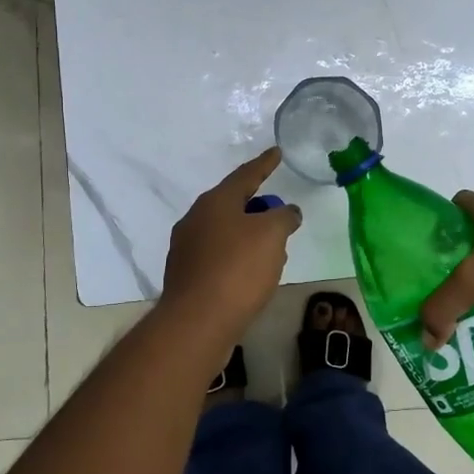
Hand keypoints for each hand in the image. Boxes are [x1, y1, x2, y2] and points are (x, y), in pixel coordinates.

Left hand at [161, 147, 302, 330]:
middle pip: (232, 204)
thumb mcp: (272, 235)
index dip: (265, 164)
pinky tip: (250, 274)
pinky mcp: (185, 275)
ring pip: (224, 232)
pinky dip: (236, 258)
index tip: (276, 152)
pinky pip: (217, 257)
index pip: (245, 175)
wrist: (197, 321)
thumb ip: (284, 217)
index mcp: (215, 202)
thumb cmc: (237, 269)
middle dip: (256, 206)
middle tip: (277, 211)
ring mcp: (186, 248)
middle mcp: (195, 219)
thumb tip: (287, 212)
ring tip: (270, 248)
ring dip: (247, 235)